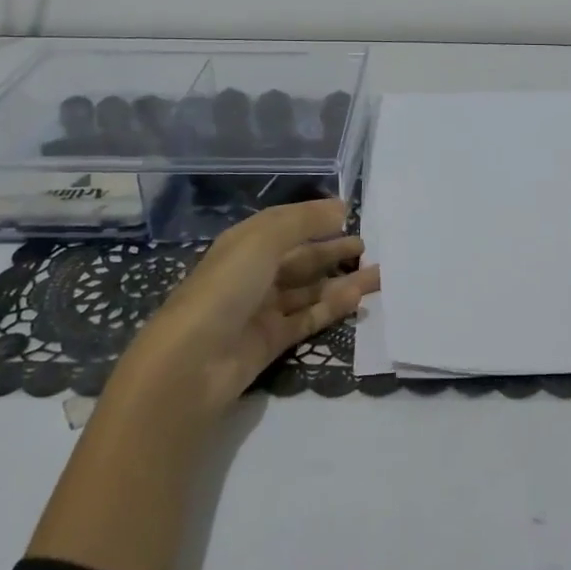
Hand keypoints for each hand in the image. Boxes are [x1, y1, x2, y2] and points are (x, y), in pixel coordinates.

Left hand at [125, 199, 379, 415]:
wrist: (192, 362)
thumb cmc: (226, 288)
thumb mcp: (263, 241)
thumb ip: (304, 222)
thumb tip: (341, 207)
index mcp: (244, 244)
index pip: (285, 224)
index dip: (315, 217)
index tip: (350, 213)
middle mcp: (253, 273)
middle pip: (300, 257)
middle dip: (333, 250)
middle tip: (368, 246)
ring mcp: (262, 309)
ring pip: (309, 289)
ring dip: (341, 280)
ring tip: (378, 273)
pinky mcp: (272, 340)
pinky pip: (309, 318)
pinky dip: (333, 307)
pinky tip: (359, 298)